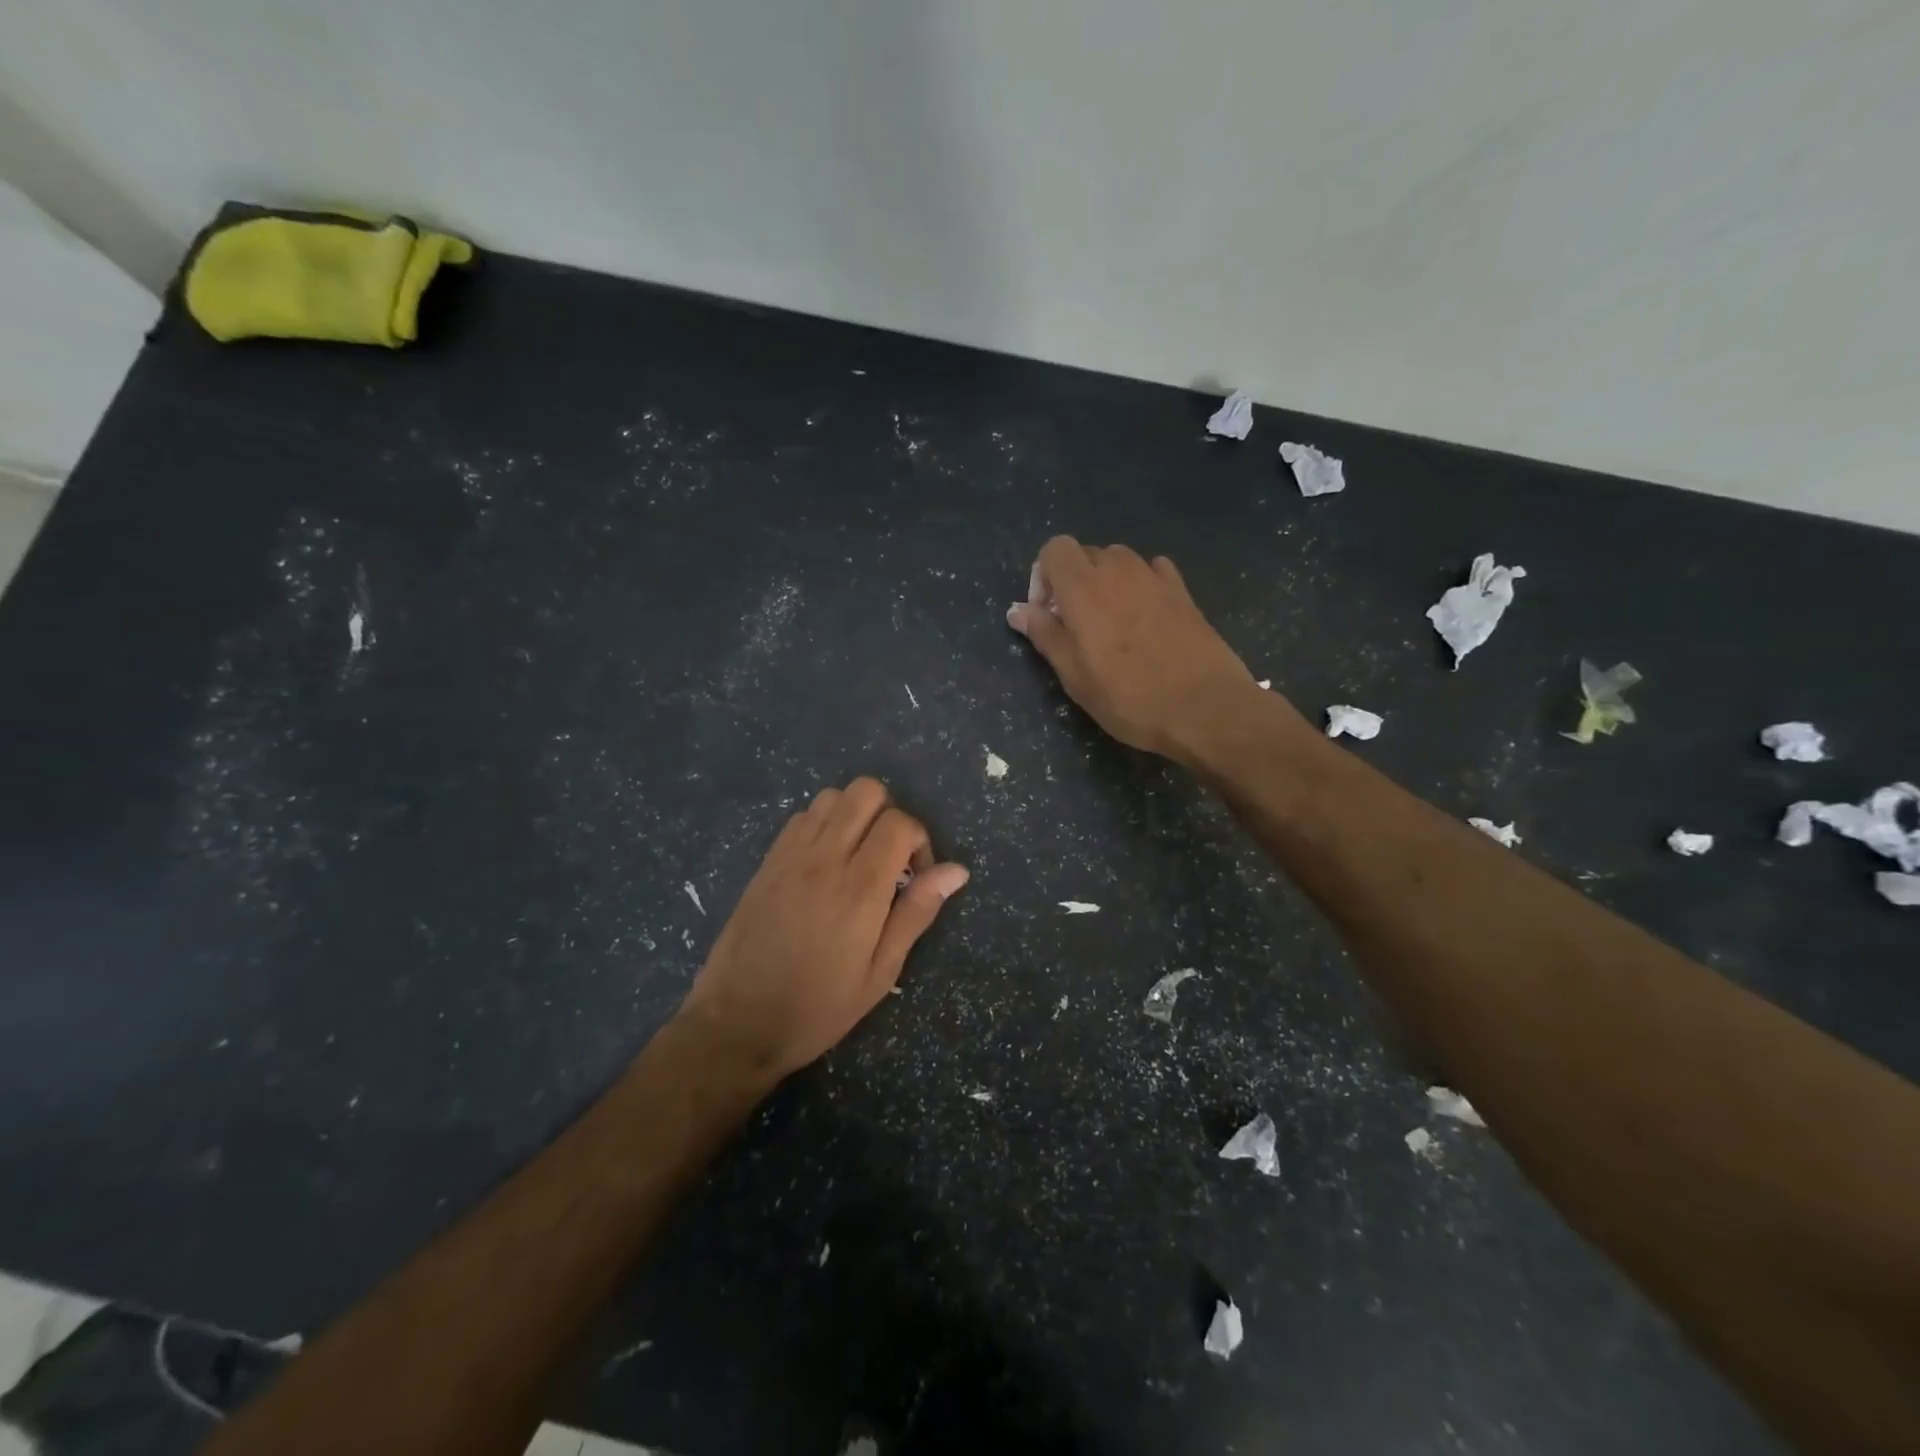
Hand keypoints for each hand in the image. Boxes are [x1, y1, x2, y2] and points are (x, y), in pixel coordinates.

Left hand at [678, 778, 967, 1082]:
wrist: (737, 1024)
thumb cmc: (818, 1007)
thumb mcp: (880, 972)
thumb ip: (917, 912)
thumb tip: (956, 870)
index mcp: (860, 887)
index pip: (899, 823)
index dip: (919, 840)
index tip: (915, 876)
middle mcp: (824, 858)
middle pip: (865, 791)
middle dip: (888, 813)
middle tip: (889, 857)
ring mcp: (790, 855)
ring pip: (831, 796)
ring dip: (854, 815)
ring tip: (857, 857)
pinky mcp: (767, 862)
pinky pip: (801, 818)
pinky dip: (822, 825)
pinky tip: (824, 864)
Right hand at [1007, 536, 1283, 761]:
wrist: (1205, 707)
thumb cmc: (1129, 697)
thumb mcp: (1074, 675)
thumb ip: (1044, 635)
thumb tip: (1017, 609)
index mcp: (1084, 587)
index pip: (1055, 549)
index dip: (1043, 576)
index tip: (1048, 614)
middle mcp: (1118, 570)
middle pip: (1086, 554)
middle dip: (1072, 581)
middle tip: (1076, 626)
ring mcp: (1155, 577)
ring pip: (1119, 561)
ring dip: (1106, 582)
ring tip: (1111, 624)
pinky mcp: (1183, 591)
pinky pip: (1152, 572)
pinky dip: (1139, 585)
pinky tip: (1145, 619)